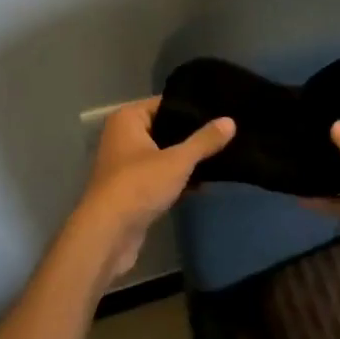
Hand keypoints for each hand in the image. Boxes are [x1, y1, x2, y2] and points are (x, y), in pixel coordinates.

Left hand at [63, 97, 234, 284]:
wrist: (108, 234)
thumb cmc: (139, 185)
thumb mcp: (177, 160)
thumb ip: (204, 141)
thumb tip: (230, 121)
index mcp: (128, 119)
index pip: (166, 104)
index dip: (192, 109)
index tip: (221, 112)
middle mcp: (122, 137)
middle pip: (165, 129)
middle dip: (192, 137)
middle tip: (226, 135)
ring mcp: (125, 165)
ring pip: (163, 155)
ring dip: (185, 160)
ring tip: (221, 157)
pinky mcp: (131, 190)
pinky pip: (159, 176)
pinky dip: (177, 179)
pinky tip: (203, 183)